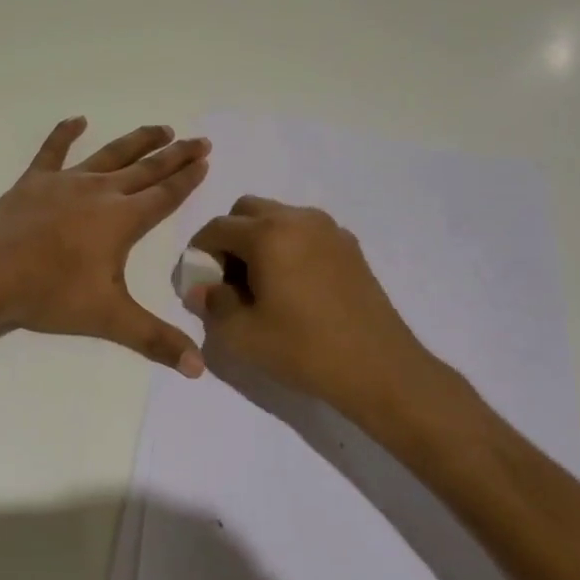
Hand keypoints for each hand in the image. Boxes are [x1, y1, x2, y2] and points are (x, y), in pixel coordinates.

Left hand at [0, 118, 211, 374]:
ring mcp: (66, 181)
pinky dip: (65, 133)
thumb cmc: (51, 293)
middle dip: (175, 155)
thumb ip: (155, 339)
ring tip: (161, 128)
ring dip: (137, 141)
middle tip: (199, 140)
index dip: (188, 178)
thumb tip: (199, 369)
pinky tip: (78, 119)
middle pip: (146, 169)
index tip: (205, 160)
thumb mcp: (109, 319)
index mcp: (122, 219)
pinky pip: (53, 150)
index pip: (165, 195)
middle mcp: (100, 192)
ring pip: (110, 154)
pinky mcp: (34, 180)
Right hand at [183, 197, 481, 436]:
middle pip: (246, 210)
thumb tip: (201, 288)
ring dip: (259, 239)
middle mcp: (297, 219)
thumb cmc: (304, 349)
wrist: (379, 369)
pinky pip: (305, 231)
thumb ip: (212, 304)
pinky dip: (289, 245)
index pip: (217, 228)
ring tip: (262, 283)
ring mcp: (329, 229)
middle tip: (230, 278)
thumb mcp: (242, 334)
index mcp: (267, 234)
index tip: (200, 282)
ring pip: (278, 217)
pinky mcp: (349, 246)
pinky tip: (294, 286)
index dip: (200, 253)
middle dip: (230, 237)